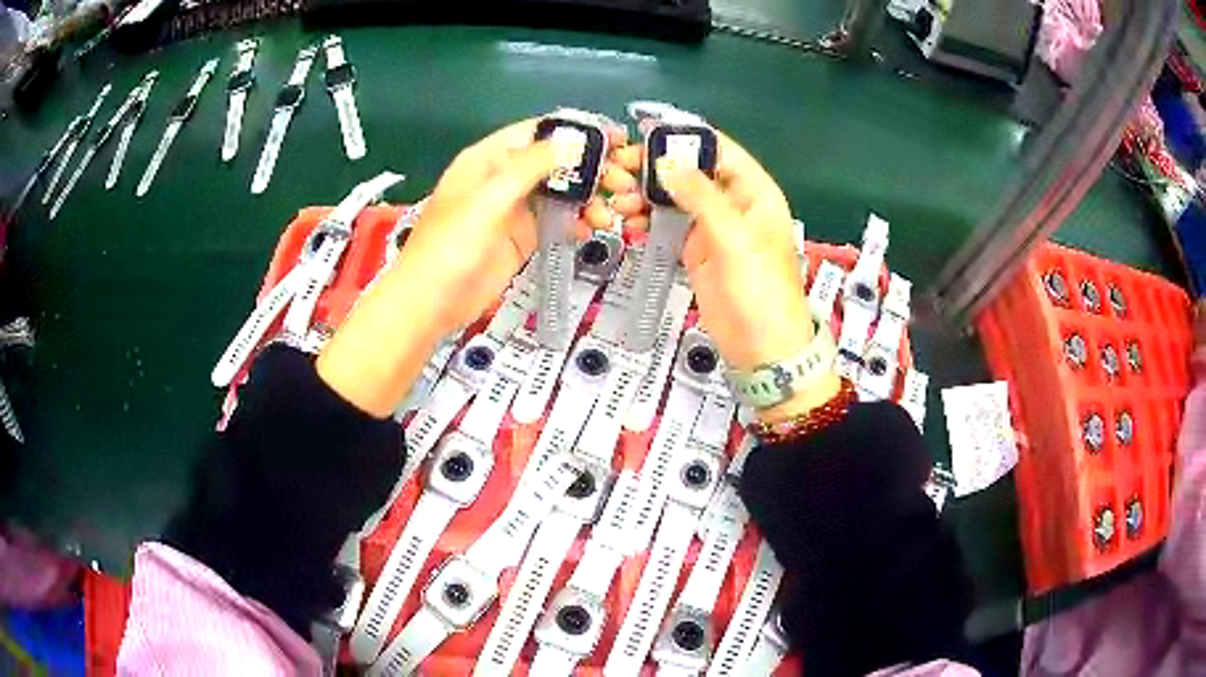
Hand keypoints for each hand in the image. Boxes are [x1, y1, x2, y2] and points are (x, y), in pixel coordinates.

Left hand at [318, 118, 639, 416]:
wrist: (431, 302)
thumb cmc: (451, 245)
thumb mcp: (489, 199)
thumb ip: (529, 166)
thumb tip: (573, 141)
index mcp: (489, 158)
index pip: (538, 132)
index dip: (576, 131)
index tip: (614, 139)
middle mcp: (504, 177)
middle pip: (555, 161)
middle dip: (590, 167)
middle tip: (622, 181)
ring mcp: (514, 208)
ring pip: (560, 191)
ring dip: (589, 197)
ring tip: (612, 212)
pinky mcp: (522, 237)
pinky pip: (557, 220)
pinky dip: (578, 221)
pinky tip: (595, 228)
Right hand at [615, 130, 838, 420]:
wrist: (762, 348)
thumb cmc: (760, 290)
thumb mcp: (735, 238)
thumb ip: (701, 197)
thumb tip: (665, 161)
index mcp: (753, 190)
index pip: (718, 149)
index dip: (683, 138)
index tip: (642, 132)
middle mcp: (732, 201)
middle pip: (689, 170)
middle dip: (654, 167)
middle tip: (616, 170)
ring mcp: (712, 226)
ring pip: (673, 197)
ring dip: (644, 194)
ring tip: (616, 200)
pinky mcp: (695, 249)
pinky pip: (666, 224)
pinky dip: (646, 220)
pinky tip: (627, 222)